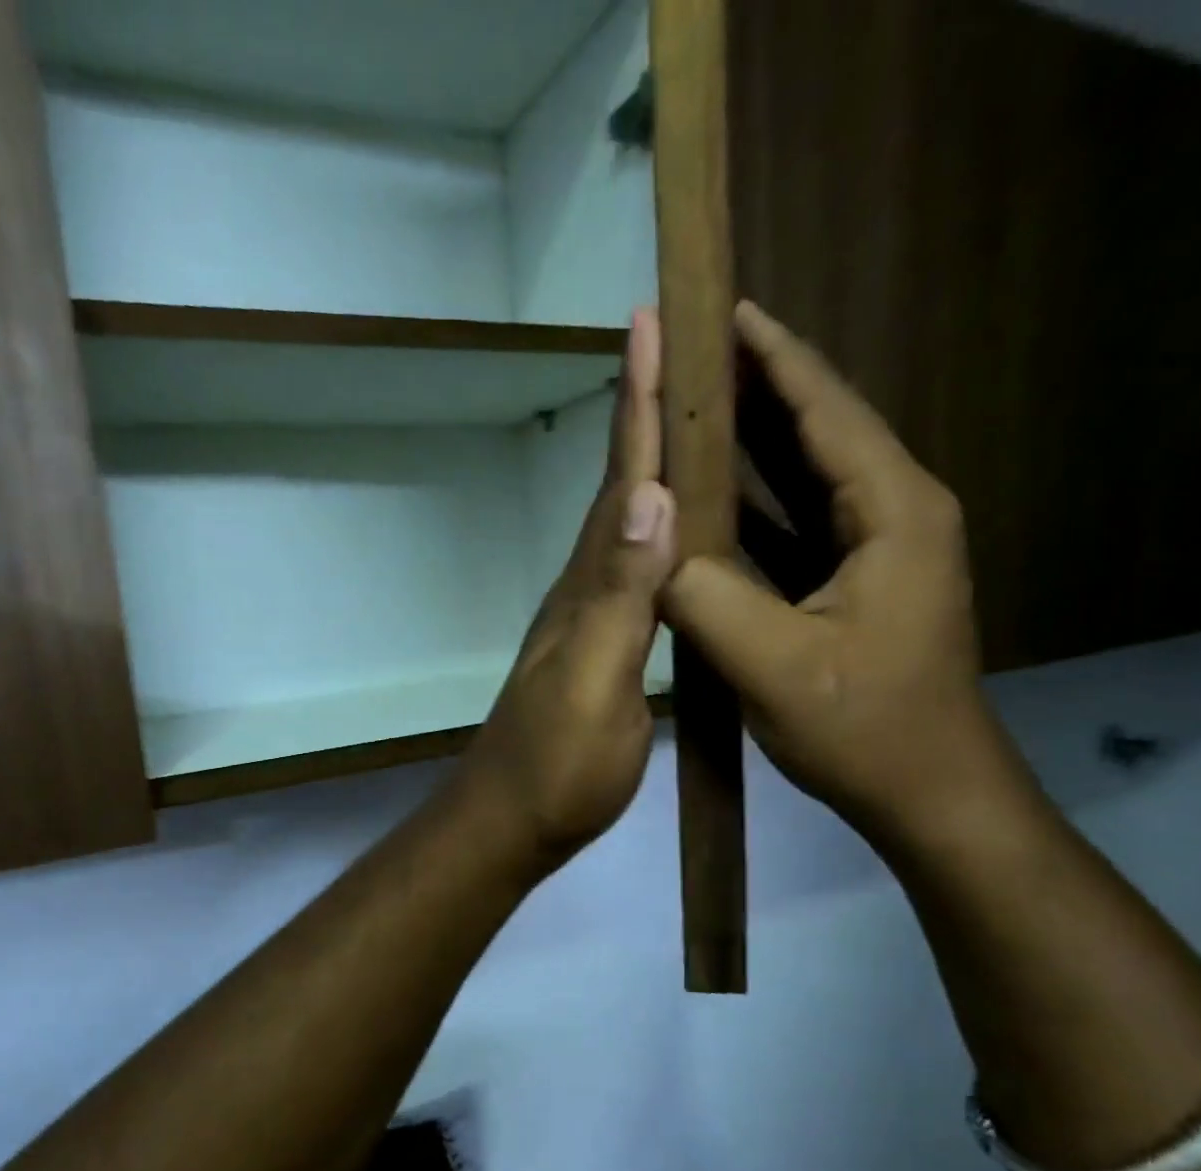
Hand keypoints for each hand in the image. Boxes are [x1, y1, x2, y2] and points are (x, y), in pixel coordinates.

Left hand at [454, 308, 676, 871]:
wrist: (515, 818)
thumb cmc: (557, 765)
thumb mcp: (595, 683)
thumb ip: (622, 597)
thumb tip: (652, 498)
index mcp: (590, 587)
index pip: (620, 482)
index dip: (636, 404)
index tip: (649, 322)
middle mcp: (586, 589)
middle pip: (619, 488)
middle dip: (643, 415)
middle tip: (673, 346)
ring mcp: (590, 619)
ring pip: (624, 525)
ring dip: (649, 468)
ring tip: (685, 419)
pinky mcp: (601, 648)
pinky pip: (631, 570)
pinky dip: (655, 533)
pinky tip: (674, 530)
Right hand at [663, 302, 1021, 846]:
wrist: (928, 792)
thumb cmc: (862, 727)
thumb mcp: (772, 664)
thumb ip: (705, 596)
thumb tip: (649, 548)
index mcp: (892, 511)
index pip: (826, 410)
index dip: (773, 357)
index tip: (722, 310)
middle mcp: (896, 511)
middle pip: (822, 427)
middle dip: (759, 386)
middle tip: (692, 352)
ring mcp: (883, 547)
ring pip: (813, 473)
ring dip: (758, 439)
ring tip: (695, 406)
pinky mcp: (863, 579)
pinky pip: (805, 519)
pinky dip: (761, 499)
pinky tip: (718, 493)